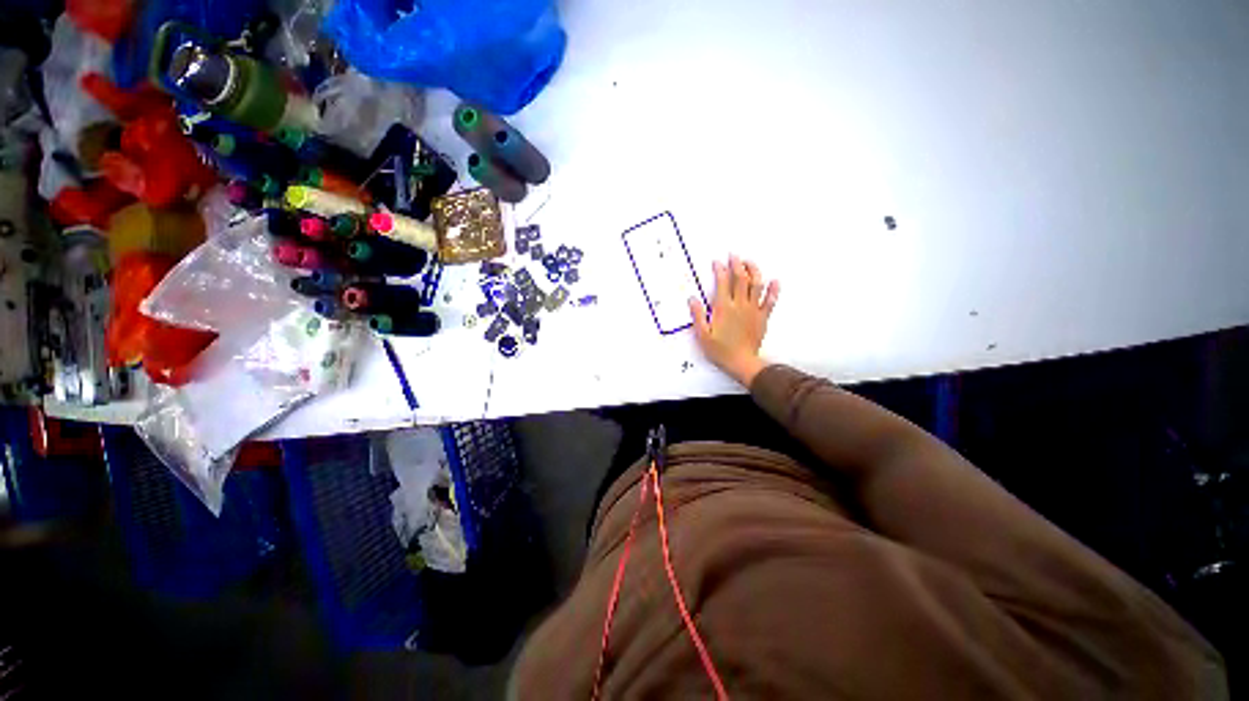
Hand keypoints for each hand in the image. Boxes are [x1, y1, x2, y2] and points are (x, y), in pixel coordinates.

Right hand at [689, 255, 779, 386]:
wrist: (741, 363)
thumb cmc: (721, 351)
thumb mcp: (703, 335)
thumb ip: (698, 316)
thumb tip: (693, 300)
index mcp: (724, 309)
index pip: (722, 283)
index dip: (720, 270)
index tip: (717, 262)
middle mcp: (739, 306)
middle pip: (741, 278)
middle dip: (737, 264)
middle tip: (734, 256)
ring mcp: (753, 310)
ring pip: (756, 285)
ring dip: (754, 271)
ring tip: (750, 262)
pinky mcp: (762, 317)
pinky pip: (770, 301)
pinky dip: (773, 290)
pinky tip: (775, 281)